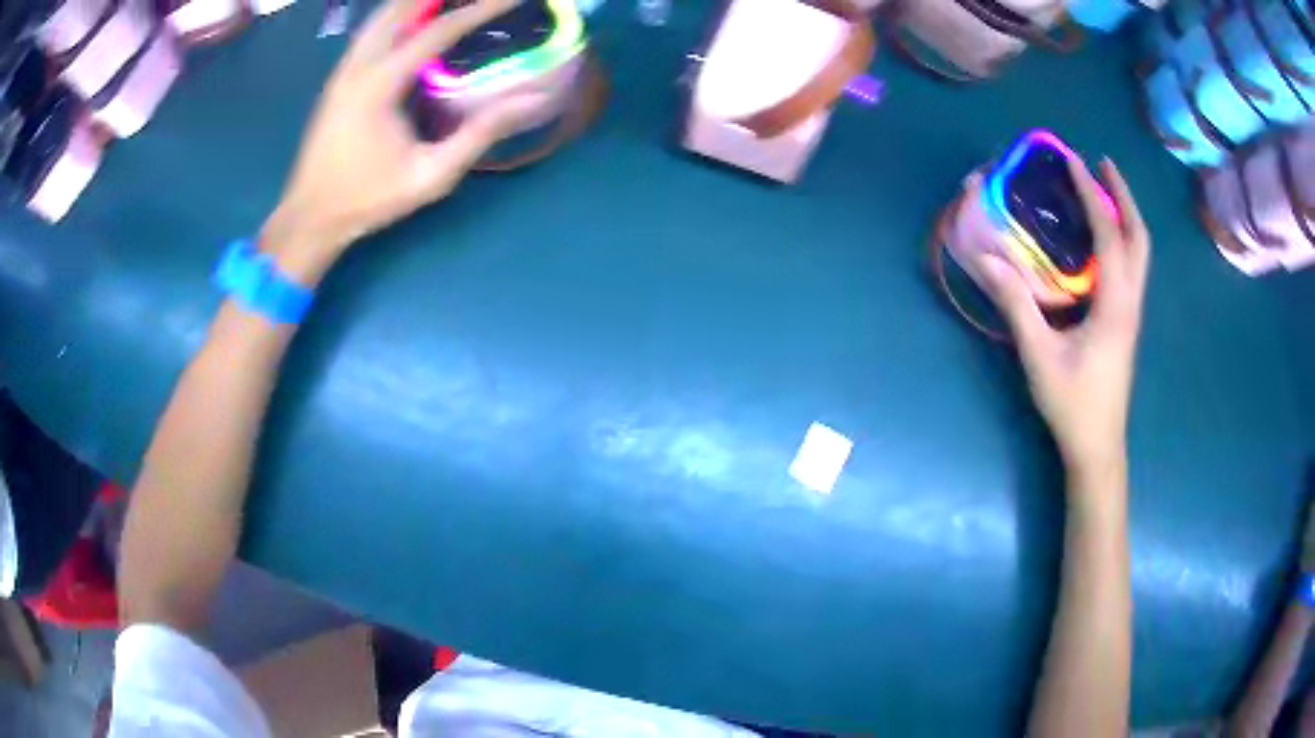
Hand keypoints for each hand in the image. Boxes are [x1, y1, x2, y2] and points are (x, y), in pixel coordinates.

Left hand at [264, 0, 542, 283]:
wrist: (309, 217)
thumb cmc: (368, 199)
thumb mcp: (431, 176)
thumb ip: (479, 135)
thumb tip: (531, 100)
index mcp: (380, 84)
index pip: (439, 30)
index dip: (481, 8)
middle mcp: (358, 65)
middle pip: (402, 8)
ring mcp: (343, 69)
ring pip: (381, 15)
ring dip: (416, 3)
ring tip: (449, 2)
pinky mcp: (337, 78)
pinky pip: (371, 31)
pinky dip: (398, 16)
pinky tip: (414, 21)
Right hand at [976, 158, 1150, 488]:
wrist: (1097, 448)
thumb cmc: (1073, 404)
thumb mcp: (1039, 355)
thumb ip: (1016, 305)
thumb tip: (986, 258)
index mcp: (1115, 304)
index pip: (1109, 235)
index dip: (1093, 194)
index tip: (1073, 161)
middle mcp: (1130, 302)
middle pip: (1139, 238)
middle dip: (1124, 196)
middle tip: (1103, 165)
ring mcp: (1131, 313)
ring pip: (1140, 253)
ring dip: (1125, 215)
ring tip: (1103, 190)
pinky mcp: (1125, 323)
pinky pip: (1130, 268)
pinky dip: (1120, 239)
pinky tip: (1100, 239)